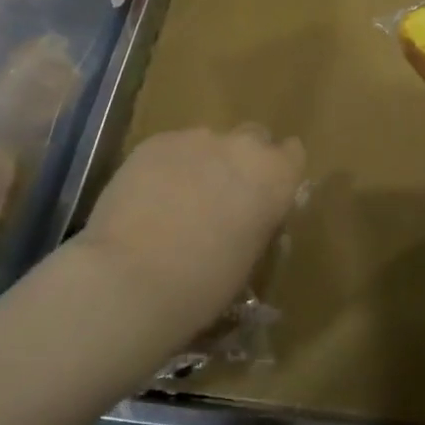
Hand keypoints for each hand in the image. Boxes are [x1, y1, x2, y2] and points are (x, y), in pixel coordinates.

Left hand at [73, 126, 306, 348]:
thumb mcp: (250, 257)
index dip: (279, 173)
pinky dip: (166, 168)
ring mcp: (196, 138)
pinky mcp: (154, 142)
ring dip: (202, 165)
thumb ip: (256, 222)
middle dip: (242, 162)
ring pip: (208, 144)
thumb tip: (247, 216)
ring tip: (176, 202)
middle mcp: (242, 147)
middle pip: (253, 138)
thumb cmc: (203, 285)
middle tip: (222, 198)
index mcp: (275, 177)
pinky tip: (147, 200)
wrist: (130, 279)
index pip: (293, 154)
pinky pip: (170, 149)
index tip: (265, 194)